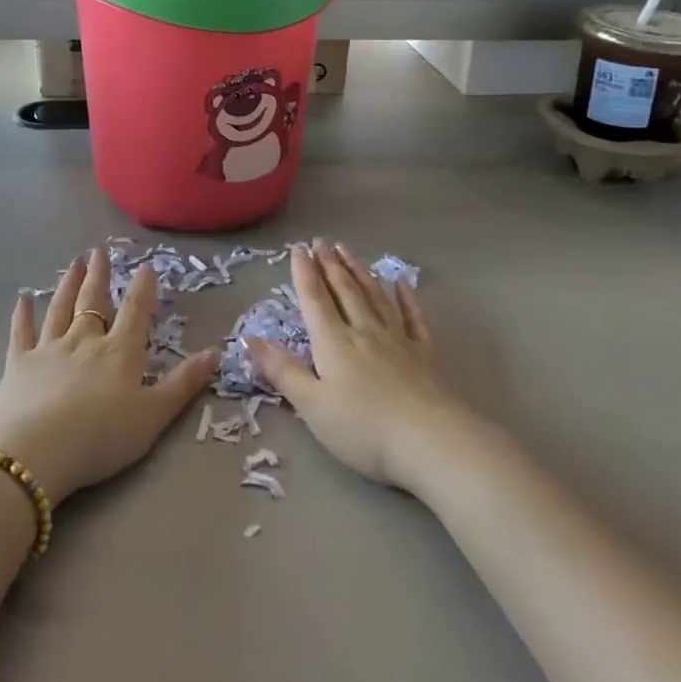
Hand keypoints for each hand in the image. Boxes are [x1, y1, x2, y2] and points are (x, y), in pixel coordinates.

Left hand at [0, 247, 218, 501]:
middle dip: (99, 276)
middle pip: (94, 302)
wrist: (34, 453)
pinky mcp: (18, 364)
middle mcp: (84, 341)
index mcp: (120, 352)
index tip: (145, 266)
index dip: (142, 288)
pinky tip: (23, 299)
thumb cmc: (101, 437)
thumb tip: (216, 352)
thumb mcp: (153, 416)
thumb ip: (183, 384)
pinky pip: (22, 332)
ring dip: (68, 285)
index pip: (135, 311)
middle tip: (99, 251)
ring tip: (73, 264)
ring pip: (60, 308)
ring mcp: (49, 349)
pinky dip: (23, 314)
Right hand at [247, 240, 467, 489]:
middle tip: (322, 240)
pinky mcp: (424, 354)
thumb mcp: (311, 405)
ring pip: (374, 296)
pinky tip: (401, 284)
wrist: (430, 441)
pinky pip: (413, 318)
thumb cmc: (363, 428)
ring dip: (359, 272)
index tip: (299, 248)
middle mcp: (364, 331)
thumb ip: (282, 370)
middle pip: (344, 290)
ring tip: (348, 251)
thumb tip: (249, 339)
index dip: (304, 273)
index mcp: (333, 342)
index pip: (315, 299)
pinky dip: (406, 298)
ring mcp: (398, 339)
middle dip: (330, 264)